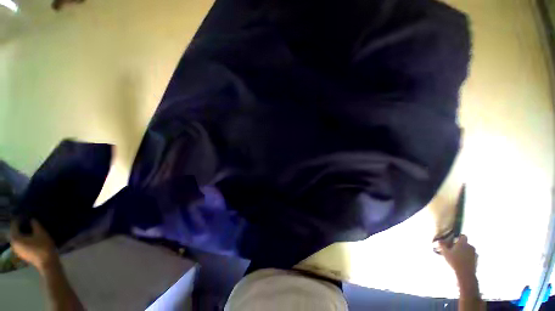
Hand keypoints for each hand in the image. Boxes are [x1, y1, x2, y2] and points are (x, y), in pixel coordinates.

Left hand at [9, 219, 57, 270]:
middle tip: (27, 221)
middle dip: (19, 227)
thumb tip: (32, 219)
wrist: (47, 262)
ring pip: (17, 239)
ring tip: (29, 229)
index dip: (19, 219)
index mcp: (15, 238)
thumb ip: (35, 225)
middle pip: (14, 232)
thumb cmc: (43, 246)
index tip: (26, 215)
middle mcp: (13, 244)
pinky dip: (23, 239)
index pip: (14, 225)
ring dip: (21, 233)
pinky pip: (20, 243)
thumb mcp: (41, 233)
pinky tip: (30, 238)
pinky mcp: (22, 253)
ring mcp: (17, 250)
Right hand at [440, 235, 476, 275]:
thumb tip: (439, 240)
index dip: (459, 237)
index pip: (463, 236)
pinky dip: (468, 258)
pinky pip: (472, 257)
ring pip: (469, 250)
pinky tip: (463, 263)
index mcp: (463, 243)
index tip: (454, 241)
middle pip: (466, 244)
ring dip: (465, 252)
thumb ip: (442, 245)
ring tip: (458, 258)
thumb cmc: (454, 261)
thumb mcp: (445, 253)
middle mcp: (470, 246)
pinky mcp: (477, 260)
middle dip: (461, 246)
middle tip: (454, 250)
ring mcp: (475, 254)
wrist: (466, 273)